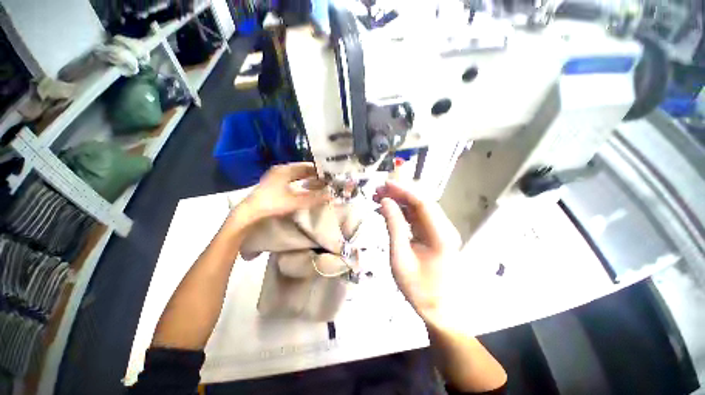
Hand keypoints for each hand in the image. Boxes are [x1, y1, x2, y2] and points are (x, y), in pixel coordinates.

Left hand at [237, 163, 330, 224]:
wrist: (249, 212)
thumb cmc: (273, 204)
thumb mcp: (296, 201)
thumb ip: (314, 198)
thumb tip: (331, 196)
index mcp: (285, 170)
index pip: (306, 166)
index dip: (318, 169)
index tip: (328, 174)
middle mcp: (280, 170)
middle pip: (301, 169)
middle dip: (313, 174)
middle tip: (325, 179)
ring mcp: (275, 176)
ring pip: (295, 174)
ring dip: (307, 178)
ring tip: (318, 183)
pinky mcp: (273, 183)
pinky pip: (291, 179)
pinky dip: (300, 181)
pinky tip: (304, 187)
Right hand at [374, 181, 460, 326]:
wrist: (438, 309)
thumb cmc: (418, 287)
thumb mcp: (400, 257)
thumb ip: (393, 226)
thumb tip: (385, 201)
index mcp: (440, 234)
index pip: (422, 202)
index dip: (403, 190)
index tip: (384, 184)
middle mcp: (443, 228)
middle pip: (421, 202)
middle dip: (399, 193)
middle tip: (377, 190)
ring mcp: (439, 231)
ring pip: (418, 208)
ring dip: (399, 201)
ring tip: (378, 198)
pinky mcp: (433, 235)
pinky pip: (416, 218)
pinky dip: (402, 212)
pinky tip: (387, 211)